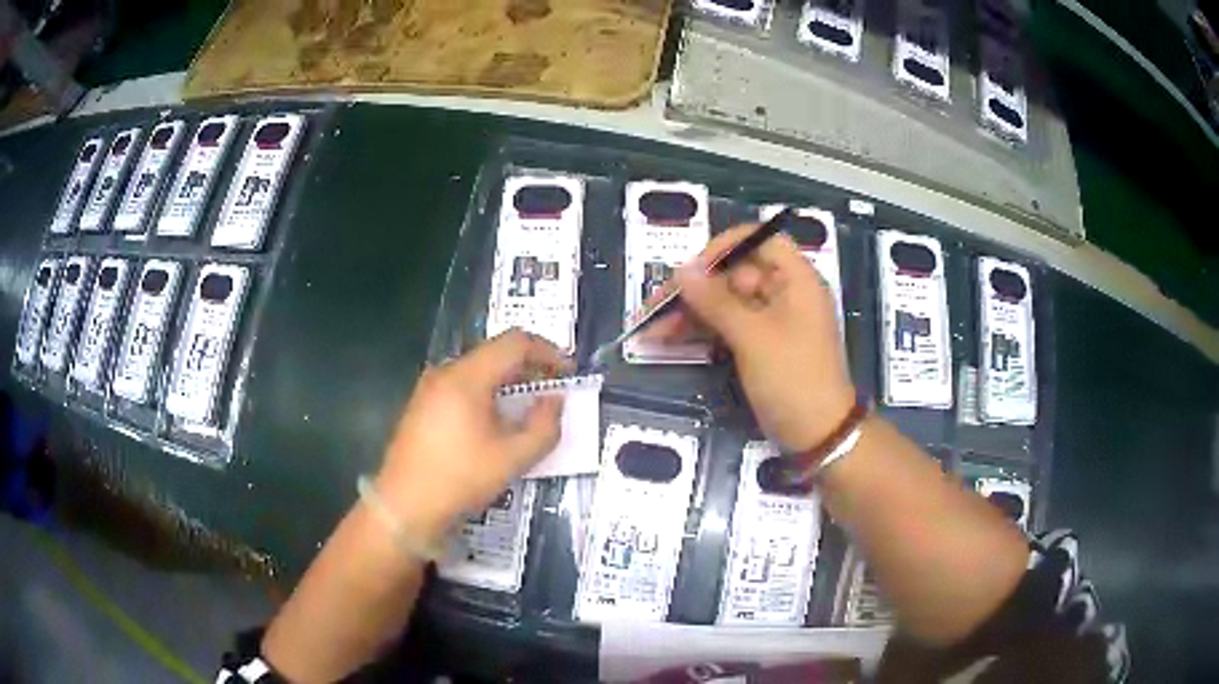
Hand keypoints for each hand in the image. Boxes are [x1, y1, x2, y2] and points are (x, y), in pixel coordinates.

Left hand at [375, 330, 570, 542]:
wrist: (403, 507)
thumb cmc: (459, 480)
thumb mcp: (512, 459)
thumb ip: (544, 427)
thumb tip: (555, 401)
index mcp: (467, 377)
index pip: (515, 343)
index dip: (548, 352)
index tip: (569, 374)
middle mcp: (446, 372)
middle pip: (496, 353)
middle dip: (530, 368)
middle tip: (554, 392)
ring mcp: (430, 387)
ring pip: (479, 370)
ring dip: (509, 382)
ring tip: (529, 408)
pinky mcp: (422, 404)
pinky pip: (463, 386)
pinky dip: (488, 393)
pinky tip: (496, 422)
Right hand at [653, 224, 855, 451]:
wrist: (818, 436)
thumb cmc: (793, 378)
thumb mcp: (753, 337)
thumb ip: (716, 301)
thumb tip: (683, 269)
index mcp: (796, 279)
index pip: (760, 240)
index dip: (724, 247)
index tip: (691, 268)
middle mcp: (784, 293)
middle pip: (734, 274)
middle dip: (694, 289)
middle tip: (654, 306)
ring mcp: (771, 322)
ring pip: (725, 304)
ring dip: (689, 314)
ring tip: (649, 330)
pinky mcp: (760, 346)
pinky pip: (726, 328)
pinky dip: (700, 333)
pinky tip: (668, 341)